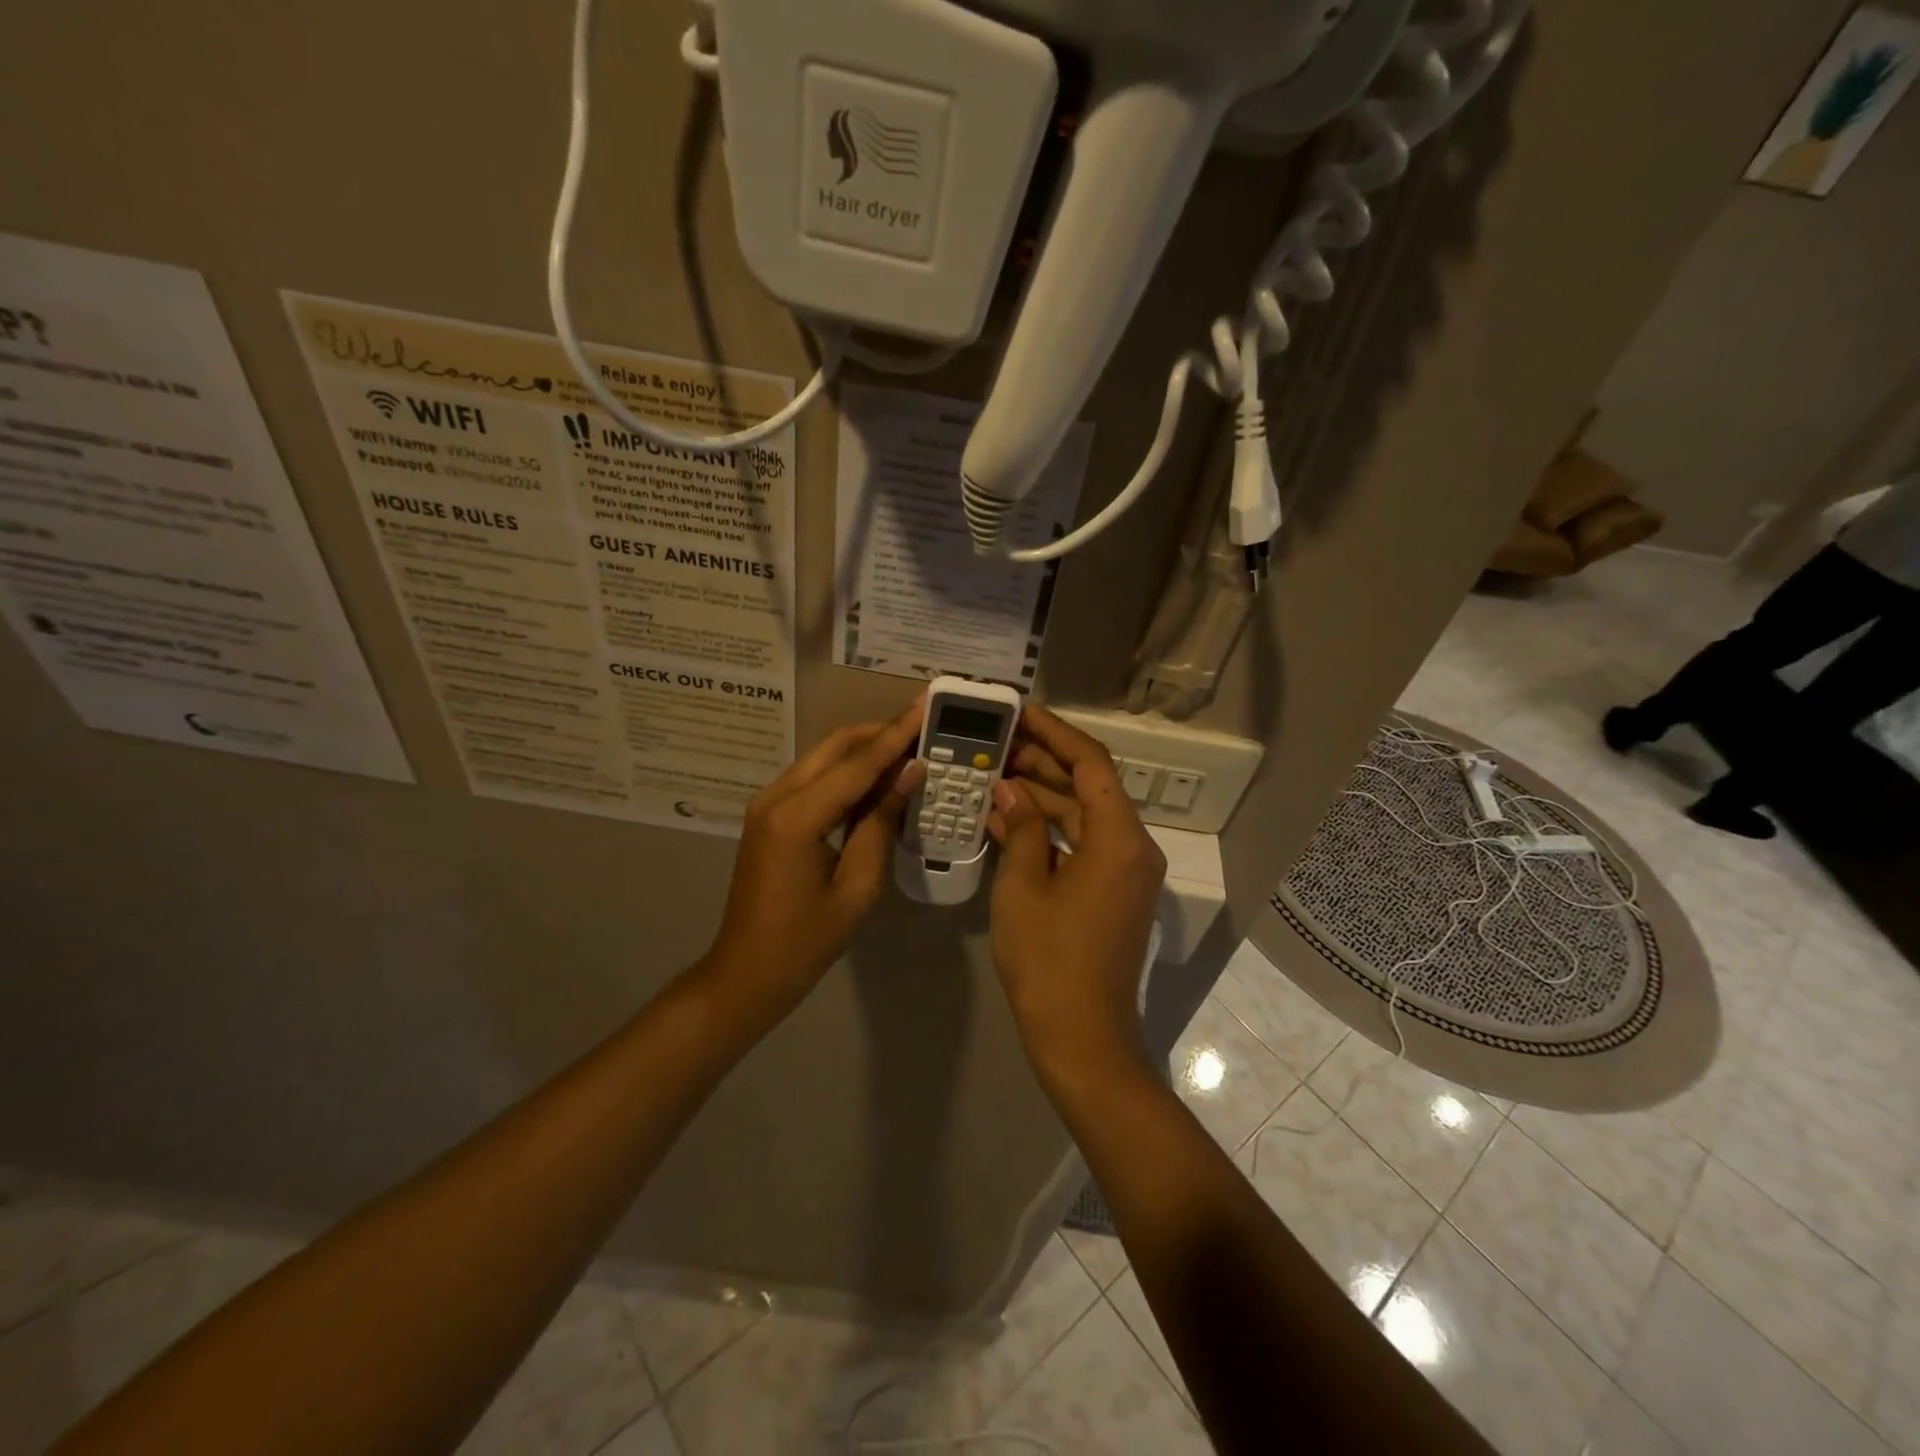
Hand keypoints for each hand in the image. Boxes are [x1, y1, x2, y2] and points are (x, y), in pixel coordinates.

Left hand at [702, 700, 925, 1026]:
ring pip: (823, 758)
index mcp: (797, 817)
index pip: (857, 763)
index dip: (896, 734)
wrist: (746, 972)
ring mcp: (767, 803)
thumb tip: (909, 774)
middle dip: (880, 732)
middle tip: (923, 727)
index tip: (925, 705)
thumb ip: (880, 822)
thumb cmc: (806, 941)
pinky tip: (876, 779)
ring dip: (864, 750)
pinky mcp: (768, 814)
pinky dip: (846, 772)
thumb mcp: (857, 886)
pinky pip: (814, 779)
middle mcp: (776, 797)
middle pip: (835, 746)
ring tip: (908, 749)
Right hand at [986, 705, 1166, 1090]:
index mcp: (1119, 838)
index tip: (1019, 712)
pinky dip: (1048, 830)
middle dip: (1042, 762)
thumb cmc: (1049, 961)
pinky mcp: (1112, 891)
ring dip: (1041, 796)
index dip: (1055, 732)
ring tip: (991, 773)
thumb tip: (1008, 789)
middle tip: (995, 742)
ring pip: (1082, 815)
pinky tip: (1006, 818)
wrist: (1082, 1038)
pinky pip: (1081, 844)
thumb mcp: (1024, 887)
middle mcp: (1132, 846)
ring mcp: (1124, 871)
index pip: (1091, 763)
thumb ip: (1021, 828)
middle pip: (1088, 786)